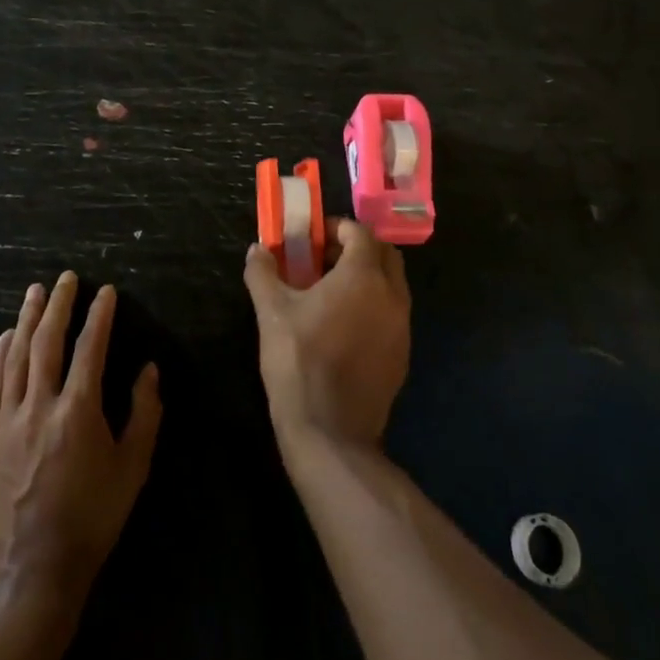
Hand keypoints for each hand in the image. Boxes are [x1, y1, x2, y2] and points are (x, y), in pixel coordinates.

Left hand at [0, 272, 162, 603]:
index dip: (99, 316)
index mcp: (79, 411)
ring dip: (27, 321)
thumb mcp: (132, 470)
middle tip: (66, 278)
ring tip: (35, 292)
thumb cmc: (90, 521)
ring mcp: (6, 423)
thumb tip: (149, 371)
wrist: (28, 576)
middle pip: (48, 342)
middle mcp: (40, 406)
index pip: (91, 348)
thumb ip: (144, 415)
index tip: (105, 292)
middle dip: (59, 305)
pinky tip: (4, 338)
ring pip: (16, 358)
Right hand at [244, 219, 408, 454]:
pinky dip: (374, 305)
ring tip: (331, 292)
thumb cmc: (299, 361)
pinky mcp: (403, 354)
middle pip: (384, 254)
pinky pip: (393, 314)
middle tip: (325, 259)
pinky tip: (345, 326)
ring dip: (368, 276)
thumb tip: (256, 250)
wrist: (331, 432)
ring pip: (392, 284)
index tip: (315, 238)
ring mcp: (402, 326)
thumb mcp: (271, 312)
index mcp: (363, 276)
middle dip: (358, 248)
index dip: (338, 228)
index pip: (361, 233)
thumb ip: (263, 273)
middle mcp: (392, 294)